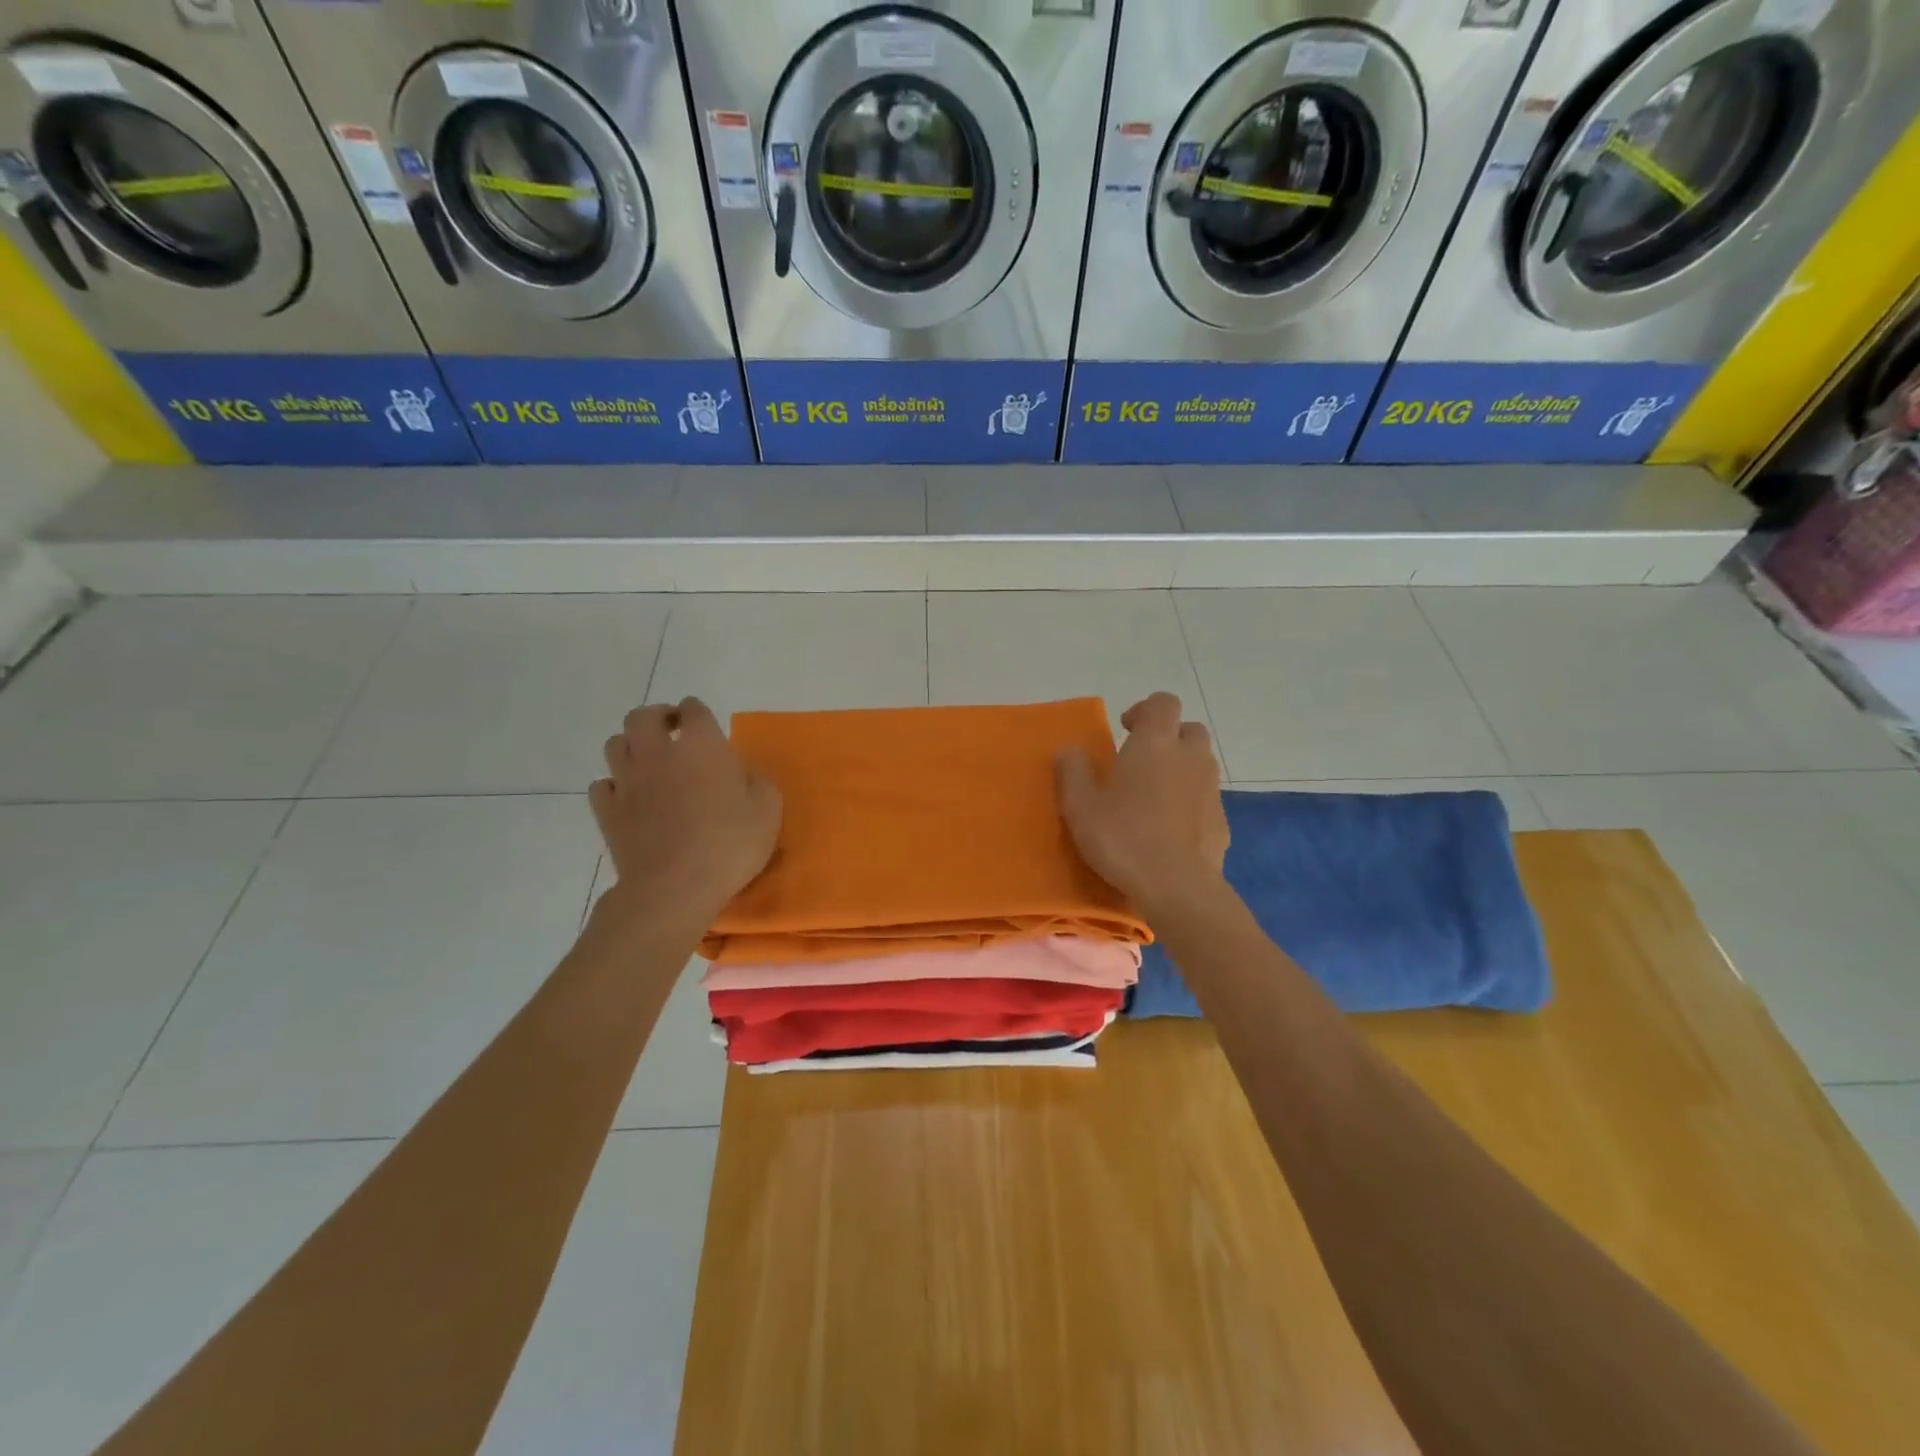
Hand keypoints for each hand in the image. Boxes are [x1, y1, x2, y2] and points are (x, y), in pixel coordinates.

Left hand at [590, 698, 781, 920]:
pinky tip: (629, 798)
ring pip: (615, 744)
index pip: (693, 709)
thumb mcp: (768, 810)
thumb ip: (758, 782)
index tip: (707, 727)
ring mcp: (627, 781)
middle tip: (673, 732)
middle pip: (642, 716)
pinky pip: (602, 785)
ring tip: (648, 762)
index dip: (698, 714)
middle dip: (657, 717)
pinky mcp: (607, 811)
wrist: (675, 887)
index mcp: (701, 745)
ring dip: (631, 746)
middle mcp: (658, 753)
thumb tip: (743, 775)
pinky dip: (614, 785)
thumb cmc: (728, 844)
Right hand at [1055, 692, 1227, 909]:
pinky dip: (1191, 801)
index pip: (1163, 703)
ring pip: (1201, 764)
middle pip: (1189, 729)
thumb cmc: (1123, 838)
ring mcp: (1211, 789)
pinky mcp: (1222, 821)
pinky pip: (1206, 798)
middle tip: (1142, 760)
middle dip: (1169, 737)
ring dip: (1181, 769)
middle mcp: (1189, 757)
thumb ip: (1073, 772)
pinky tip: (1171, 828)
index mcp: (1154, 744)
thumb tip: (1069, 750)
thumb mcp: (1080, 807)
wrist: (1177, 887)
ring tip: (1155, 795)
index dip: (1146, 709)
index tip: (1125, 729)